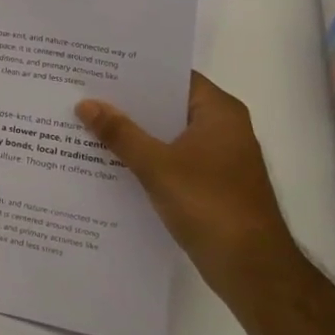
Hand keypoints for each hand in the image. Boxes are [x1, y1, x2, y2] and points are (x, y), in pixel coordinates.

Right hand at [77, 71, 299, 297]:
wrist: (250, 267)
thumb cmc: (209, 204)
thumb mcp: (156, 165)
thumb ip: (120, 133)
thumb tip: (85, 103)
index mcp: (219, 112)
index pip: (174, 77)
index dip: (137, 71)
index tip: (100, 67)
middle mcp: (222, 128)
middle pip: (167, 105)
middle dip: (128, 103)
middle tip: (83, 93)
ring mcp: (217, 158)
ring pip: (166, 135)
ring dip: (133, 133)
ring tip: (86, 123)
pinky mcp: (209, 184)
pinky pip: (169, 159)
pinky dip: (143, 158)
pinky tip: (108, 161)